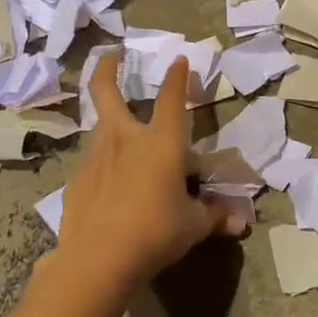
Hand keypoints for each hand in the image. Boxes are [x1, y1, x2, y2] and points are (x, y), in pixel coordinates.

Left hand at [55, 54, 245, 292]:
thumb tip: (241, 223)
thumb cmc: (156, 232)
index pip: (172, 99)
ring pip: (99, 129)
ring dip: (108, 123)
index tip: (179, 60)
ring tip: (119, 134)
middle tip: (110, 56)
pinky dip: (102, 168)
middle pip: (107, 93)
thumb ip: (214, 217)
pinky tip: (107, 188)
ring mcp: (95, 158)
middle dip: (108, 71)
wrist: (98, 260)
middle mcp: (126, 139)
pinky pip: (92, 166)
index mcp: (161, 142)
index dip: (178, 77)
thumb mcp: (193, 226)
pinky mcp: (76, 182)